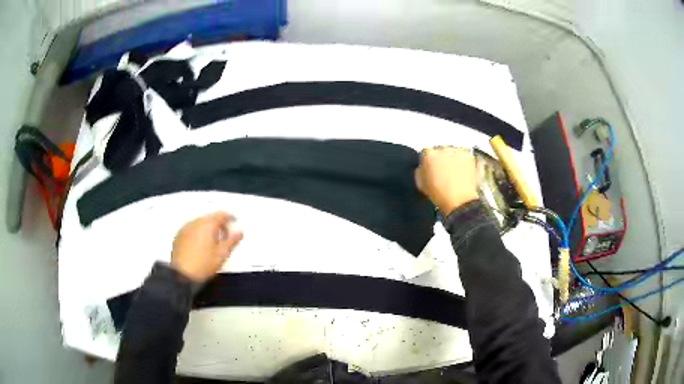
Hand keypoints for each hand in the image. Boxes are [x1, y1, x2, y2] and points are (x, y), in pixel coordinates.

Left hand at [171, 212, 242, 281]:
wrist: (181, 275)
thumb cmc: (204, 264)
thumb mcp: (222, 254)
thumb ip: (232, 241)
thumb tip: (240, 231)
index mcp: (207, 224)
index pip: (221, 214)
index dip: (230, 218)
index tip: (235, 224)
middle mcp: (195, 222)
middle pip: (210, 217)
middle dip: (219, 224)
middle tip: (225, 237)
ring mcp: (185, 227)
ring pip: (200, 222)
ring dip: (208, 228)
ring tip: (212, 242)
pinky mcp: (179, 235)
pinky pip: (192, 228)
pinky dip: (198, 232)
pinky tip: (200, 245)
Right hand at [415, 146, 478, 215]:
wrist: (459, 201)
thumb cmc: (438, 194)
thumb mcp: (421, 184)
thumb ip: (420, 171)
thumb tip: (423, 167)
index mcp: (429, 154)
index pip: (425, 152)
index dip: (427, 161)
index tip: (430, 169)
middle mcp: (443, 149)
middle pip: (440, 150)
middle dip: (440, 159)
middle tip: (443, 171)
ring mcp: (457, 152)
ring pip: (452, 153)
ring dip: (452, 160)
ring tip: (454, 173)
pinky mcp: (469, 157)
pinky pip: (463, 158)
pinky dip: (463, 163)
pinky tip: (462, 174)